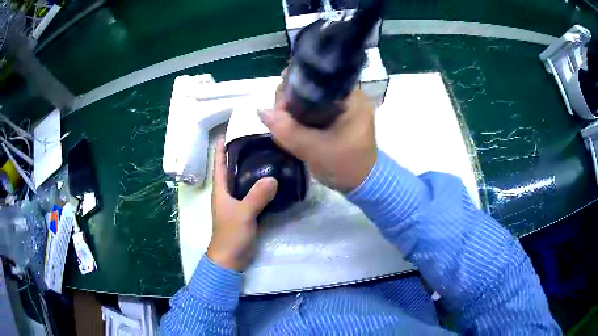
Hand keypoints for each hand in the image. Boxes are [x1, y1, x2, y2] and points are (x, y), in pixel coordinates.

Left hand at [207, 140, 277, 270]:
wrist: (231, 258)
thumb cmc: (231, 234)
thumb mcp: (243, 213)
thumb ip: (257, 196)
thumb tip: (273, 178)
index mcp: (220, 190)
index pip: (219, 163)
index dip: (220, 148)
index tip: (227, 131)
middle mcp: (227, 193)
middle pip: (232, 169)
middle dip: (240, 154)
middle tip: (256, 140)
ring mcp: (236, 203)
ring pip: (243, 181)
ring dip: (251, 169)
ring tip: (267, 155)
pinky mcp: (245, 211)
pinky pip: (252, 193)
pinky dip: (260, 185)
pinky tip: (272, 180)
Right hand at [259, 87, 376, 192]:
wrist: (362, 185)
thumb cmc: (345, 166)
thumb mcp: (314, 149)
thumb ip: (288, 131)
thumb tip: (261, 111)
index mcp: (352, 98)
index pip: (319, 79)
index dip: (295, 85)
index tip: (280, 102)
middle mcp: (349, 97)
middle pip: (312, 87)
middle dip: (291, 99)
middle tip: (279, 117)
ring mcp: (343, 107)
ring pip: (310, 98)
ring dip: (293, 109)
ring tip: (282, 123)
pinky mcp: (337, 118)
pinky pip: (314, 110)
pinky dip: (300, 116)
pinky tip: (289, 125)